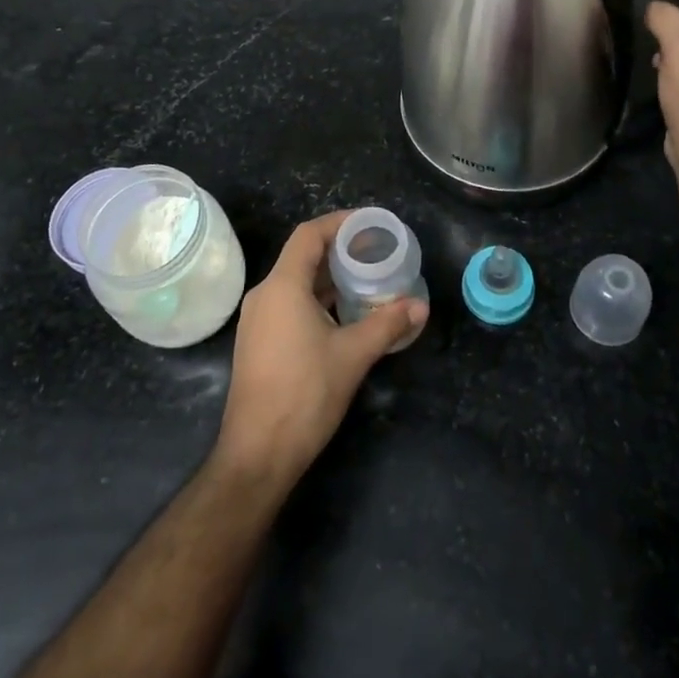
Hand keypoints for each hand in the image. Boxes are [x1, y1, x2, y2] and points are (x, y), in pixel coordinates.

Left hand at [213, 212, 428, 487]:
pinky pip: (289, 304)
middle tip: (376, 252)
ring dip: (329, 278)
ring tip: (366, 280)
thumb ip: (387, 324)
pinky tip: (344, 314)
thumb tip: (421, 306)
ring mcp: (258, 320)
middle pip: (302, 257)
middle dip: (339, 251)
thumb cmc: (304, 394)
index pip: (308, 235)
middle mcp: (264, 295)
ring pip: (296, 283)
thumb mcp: (353, 355)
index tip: (370, 224)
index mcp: (282, 286)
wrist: (258, 454)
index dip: (339, 223)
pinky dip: (316, 299)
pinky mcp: (258, 342)